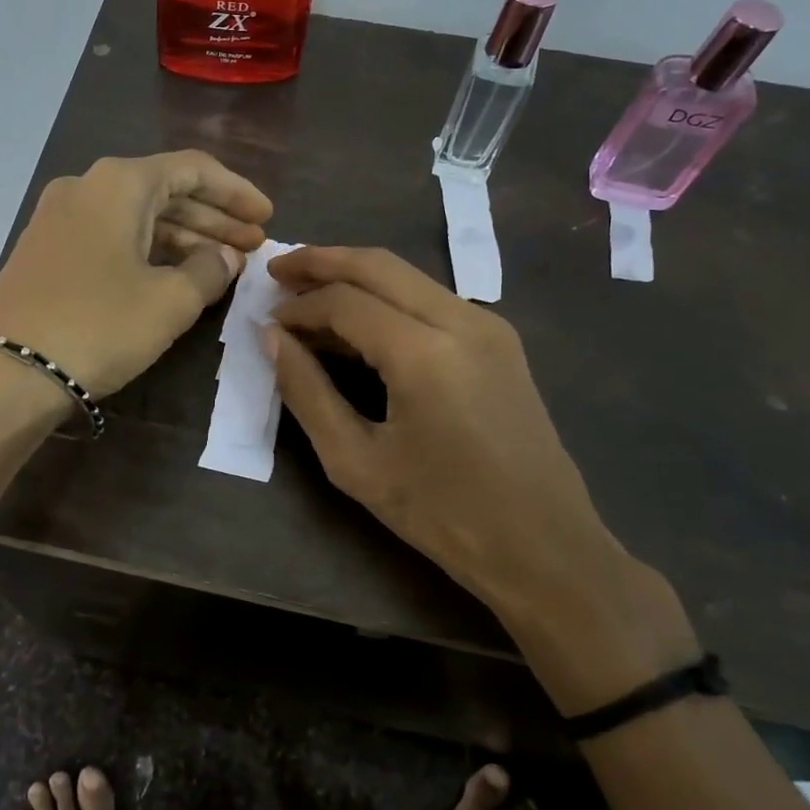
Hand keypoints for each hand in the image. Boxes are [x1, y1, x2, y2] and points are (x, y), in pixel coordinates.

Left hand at [0, 151, 272, 397]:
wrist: (5, 372)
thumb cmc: (97, 326)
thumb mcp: (169, 302)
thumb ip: (208, 270)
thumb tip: (224, 257)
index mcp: (119, 183)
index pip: (193, 169)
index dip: (236, 192)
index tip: (267, 218)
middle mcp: (86, 187)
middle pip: (165, 192)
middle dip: (213, 219)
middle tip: (252, 248)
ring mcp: (59, 219)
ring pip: (137, 218)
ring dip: (183, 238)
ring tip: (222, 267)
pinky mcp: (46, 252)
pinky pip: (111, 239)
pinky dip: (148, 253)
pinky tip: (173, 277)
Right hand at [266, 247, 697, 713]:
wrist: (545, 548)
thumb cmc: (443, 514)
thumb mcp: (355, 462)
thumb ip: (307, 392)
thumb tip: (273, 338)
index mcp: (425, 352)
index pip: (345, 301)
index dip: (298, 306)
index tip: (265, 322)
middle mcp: (462, 320)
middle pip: (378, 265)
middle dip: (322, 261)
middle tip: (277, 271)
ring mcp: (488, 326)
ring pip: (407, 276)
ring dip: (355, 276)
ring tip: (308, 293)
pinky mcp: (500, 341)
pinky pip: (430, 300)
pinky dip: (386, 299)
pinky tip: (358, 323)